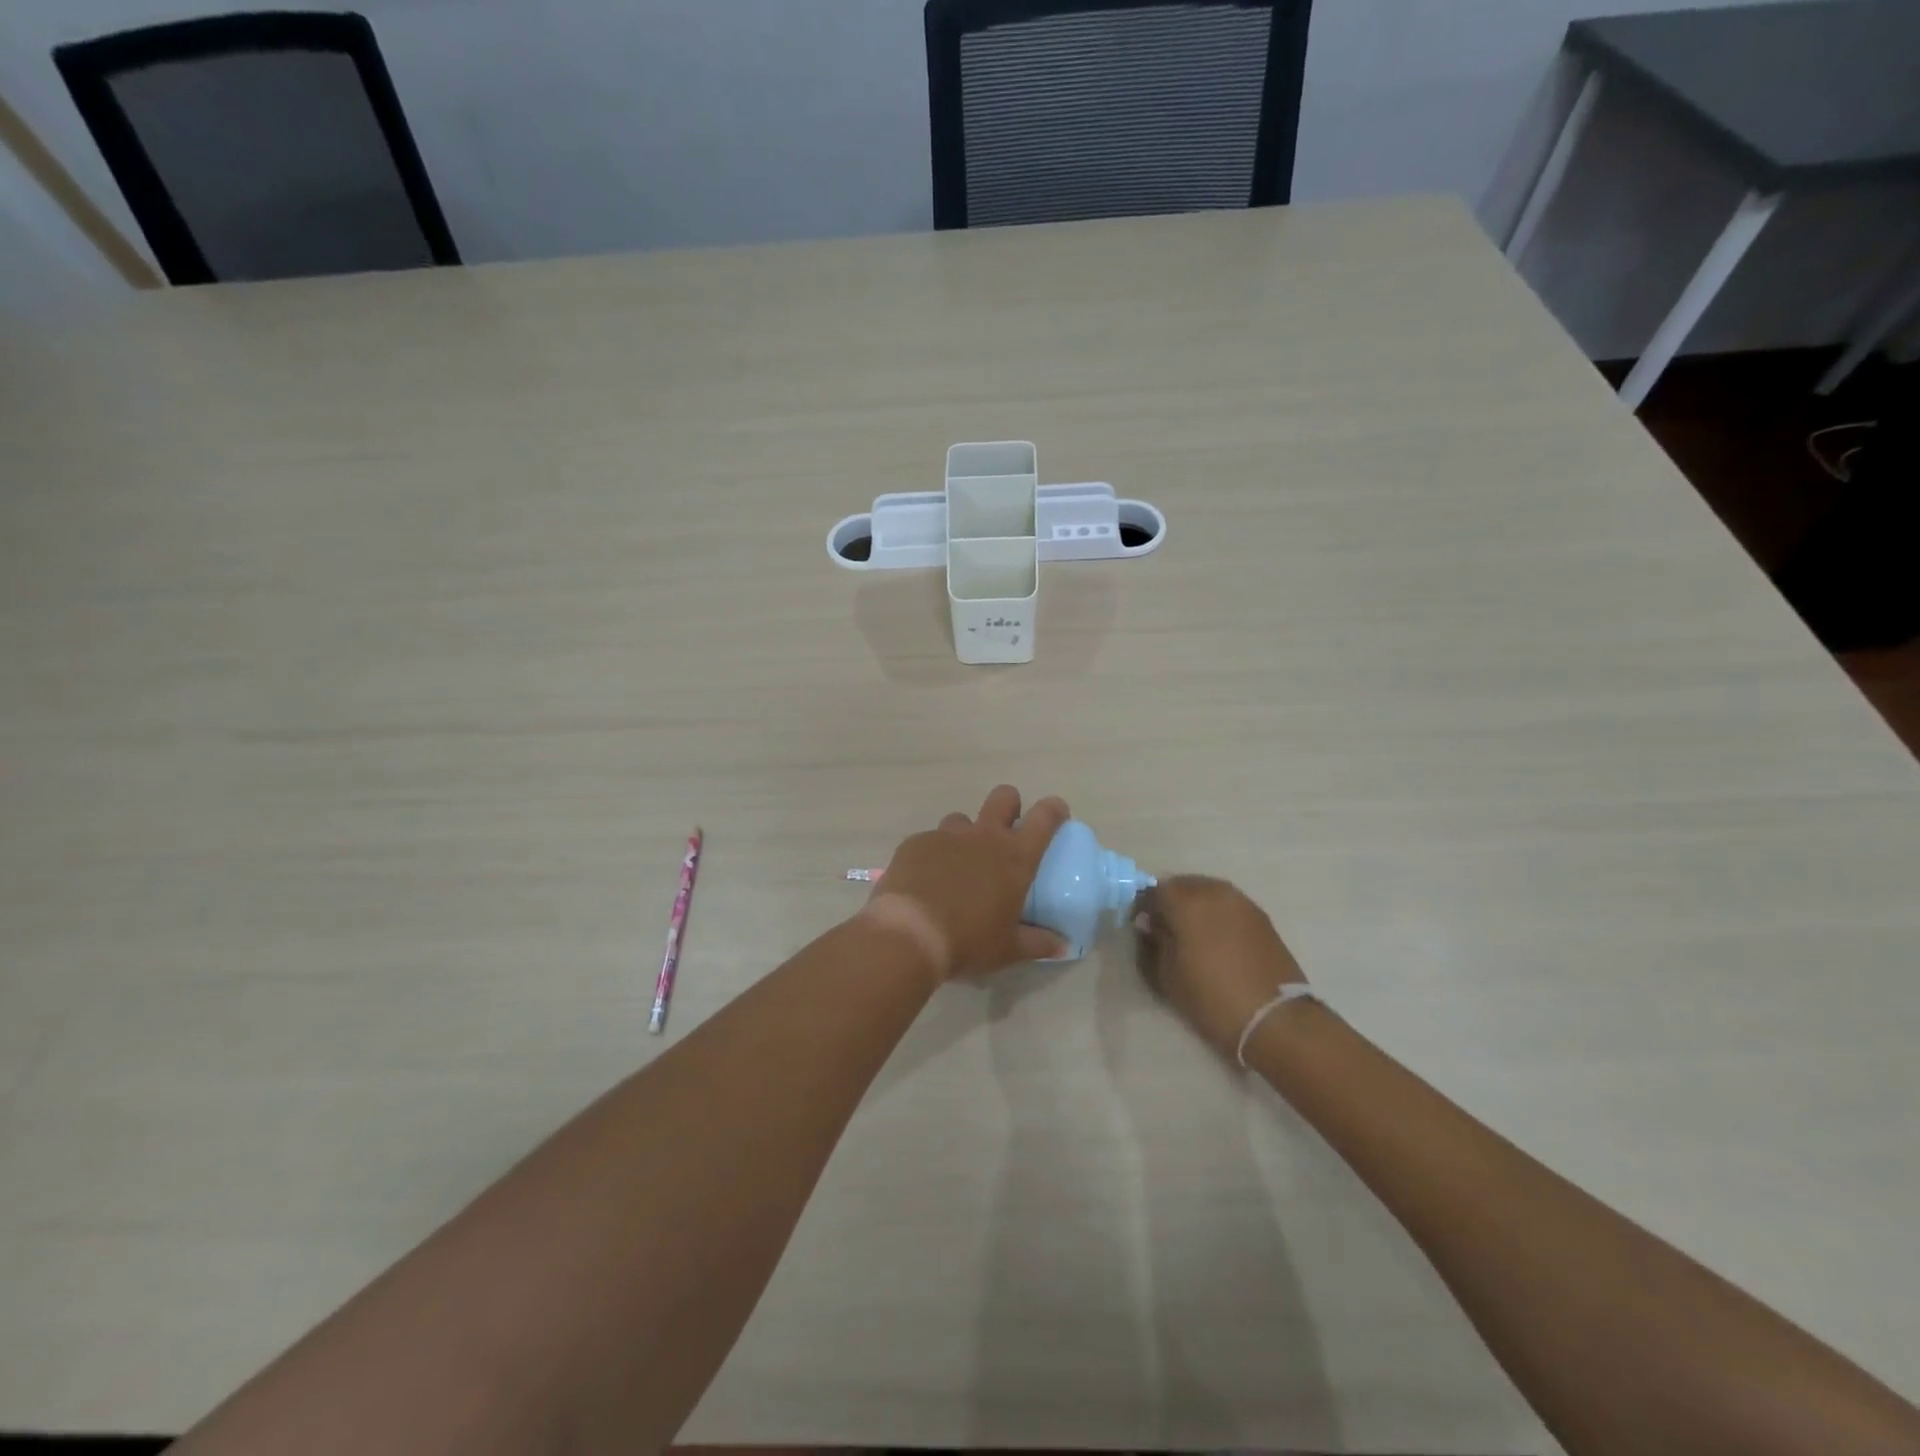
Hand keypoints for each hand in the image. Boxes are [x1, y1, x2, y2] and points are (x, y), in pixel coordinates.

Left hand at [859, 786, 1070, 980]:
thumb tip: (1064, 947)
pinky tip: (926, 881)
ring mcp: (946, 836)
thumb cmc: (968, 941)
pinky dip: (933, 855)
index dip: (1054, 809)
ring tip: (959, 865)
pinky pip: (930, 840)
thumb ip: (1039, 943)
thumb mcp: (1008, 949)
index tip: (1057, 814)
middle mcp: (983, 836)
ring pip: (962, 819)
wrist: (909, 934)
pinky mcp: (916, 843)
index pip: (1044, 817)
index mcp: (1014, 857)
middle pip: (1004, 797)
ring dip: (966, 835)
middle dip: (1010, 806)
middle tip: (1006, 832)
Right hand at [1133, 876, 1306, 1056]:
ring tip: (1191, 932)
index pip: (1154, 891)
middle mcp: (1214, 893)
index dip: (1142, 906)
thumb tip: (1149, 925)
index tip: (1140, 925)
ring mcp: (1242, 902)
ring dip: (1194, 904)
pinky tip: (1215, 937)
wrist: (1275, 1019)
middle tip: (1164, 927)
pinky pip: (1228, 904)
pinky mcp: (1262, 917)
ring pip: (1208, 891)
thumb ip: (1153, 944)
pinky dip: (1216, 912)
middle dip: (1169, 901)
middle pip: (1182, 884)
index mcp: (1187, 903)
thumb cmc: (1212, 999)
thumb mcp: (1167, 977)